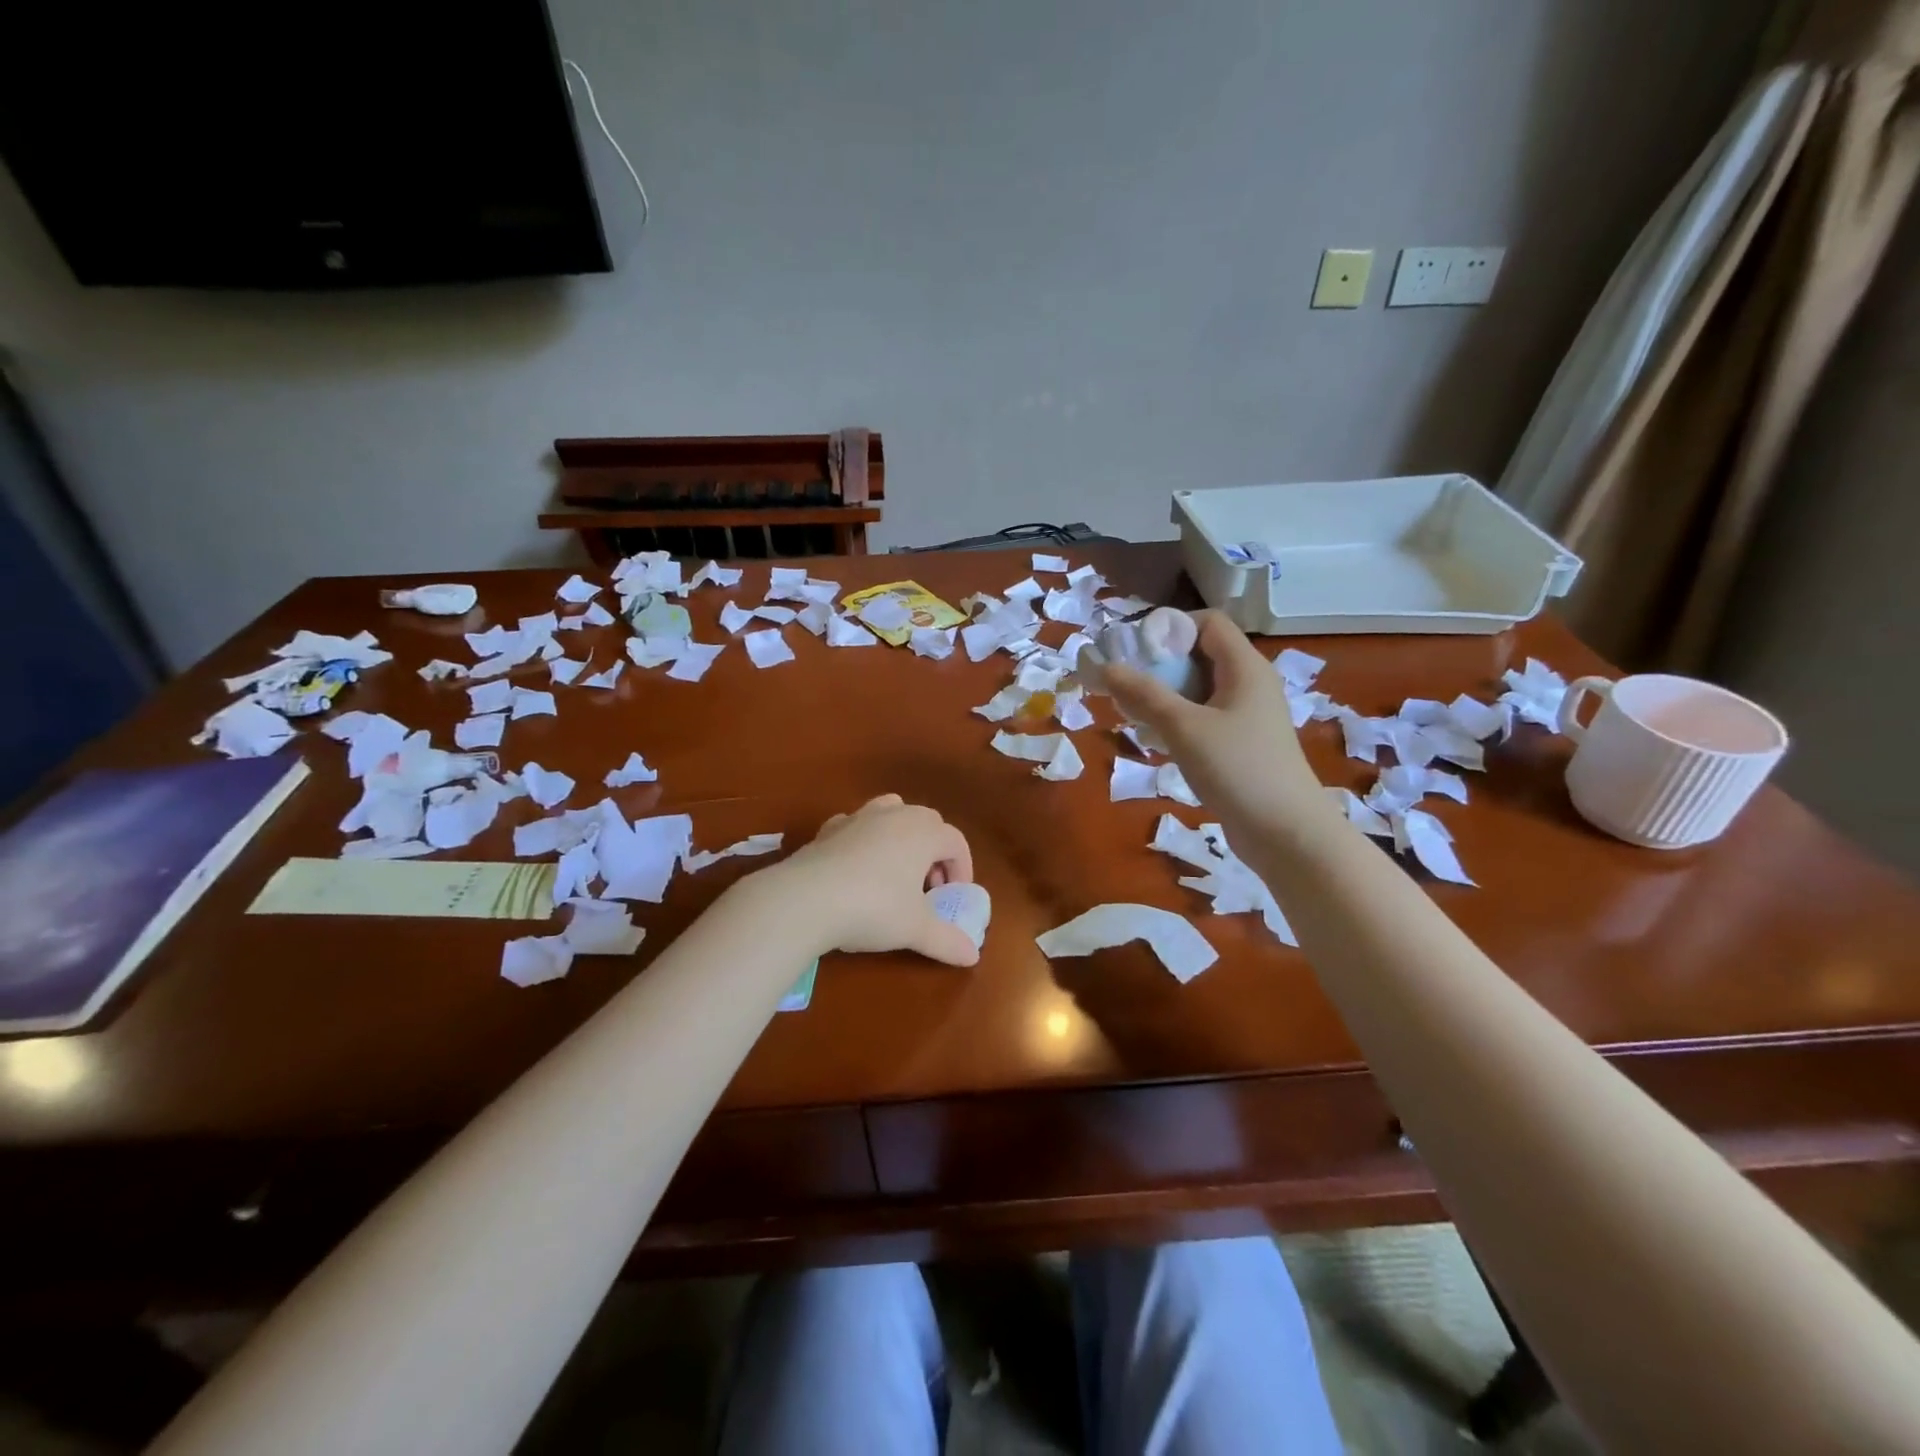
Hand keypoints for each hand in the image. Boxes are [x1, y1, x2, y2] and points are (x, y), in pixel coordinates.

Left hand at [773, 795, 979, 965]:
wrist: (804, 899)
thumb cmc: (873, 908)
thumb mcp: (915, 929)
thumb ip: (947, 941)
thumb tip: (972, 957)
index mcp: (923, 832)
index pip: (955, 841)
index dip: (961, 869)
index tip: (953, 897)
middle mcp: (894, 815)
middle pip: (927, 822)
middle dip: (934, 852)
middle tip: (927, 888)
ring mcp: (858, 817)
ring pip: (891, 811)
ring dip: (901, 836)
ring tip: (895, 871)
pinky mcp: (828, 829)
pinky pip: (856, 825)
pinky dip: (864, 840)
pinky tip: (857, 868)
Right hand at [1105, 611, 1323, 828]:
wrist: (1287, 834)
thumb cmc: (1238, 769)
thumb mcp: (1184, 728)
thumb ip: (1144, 694)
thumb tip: (1105, 666)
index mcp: (1245, 667)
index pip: (1208, 623)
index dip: (1170, 628)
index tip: (1135, 651)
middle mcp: (1249, 684)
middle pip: (1200, 655)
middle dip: (1159, 665)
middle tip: (1125, 685)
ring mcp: (1247, 716)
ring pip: (1199, 690)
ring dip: (1164, 696)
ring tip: (1133, 714)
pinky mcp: (1242, 745)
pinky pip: (1204, 718)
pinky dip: (1178, 721)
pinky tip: (1156, 742)